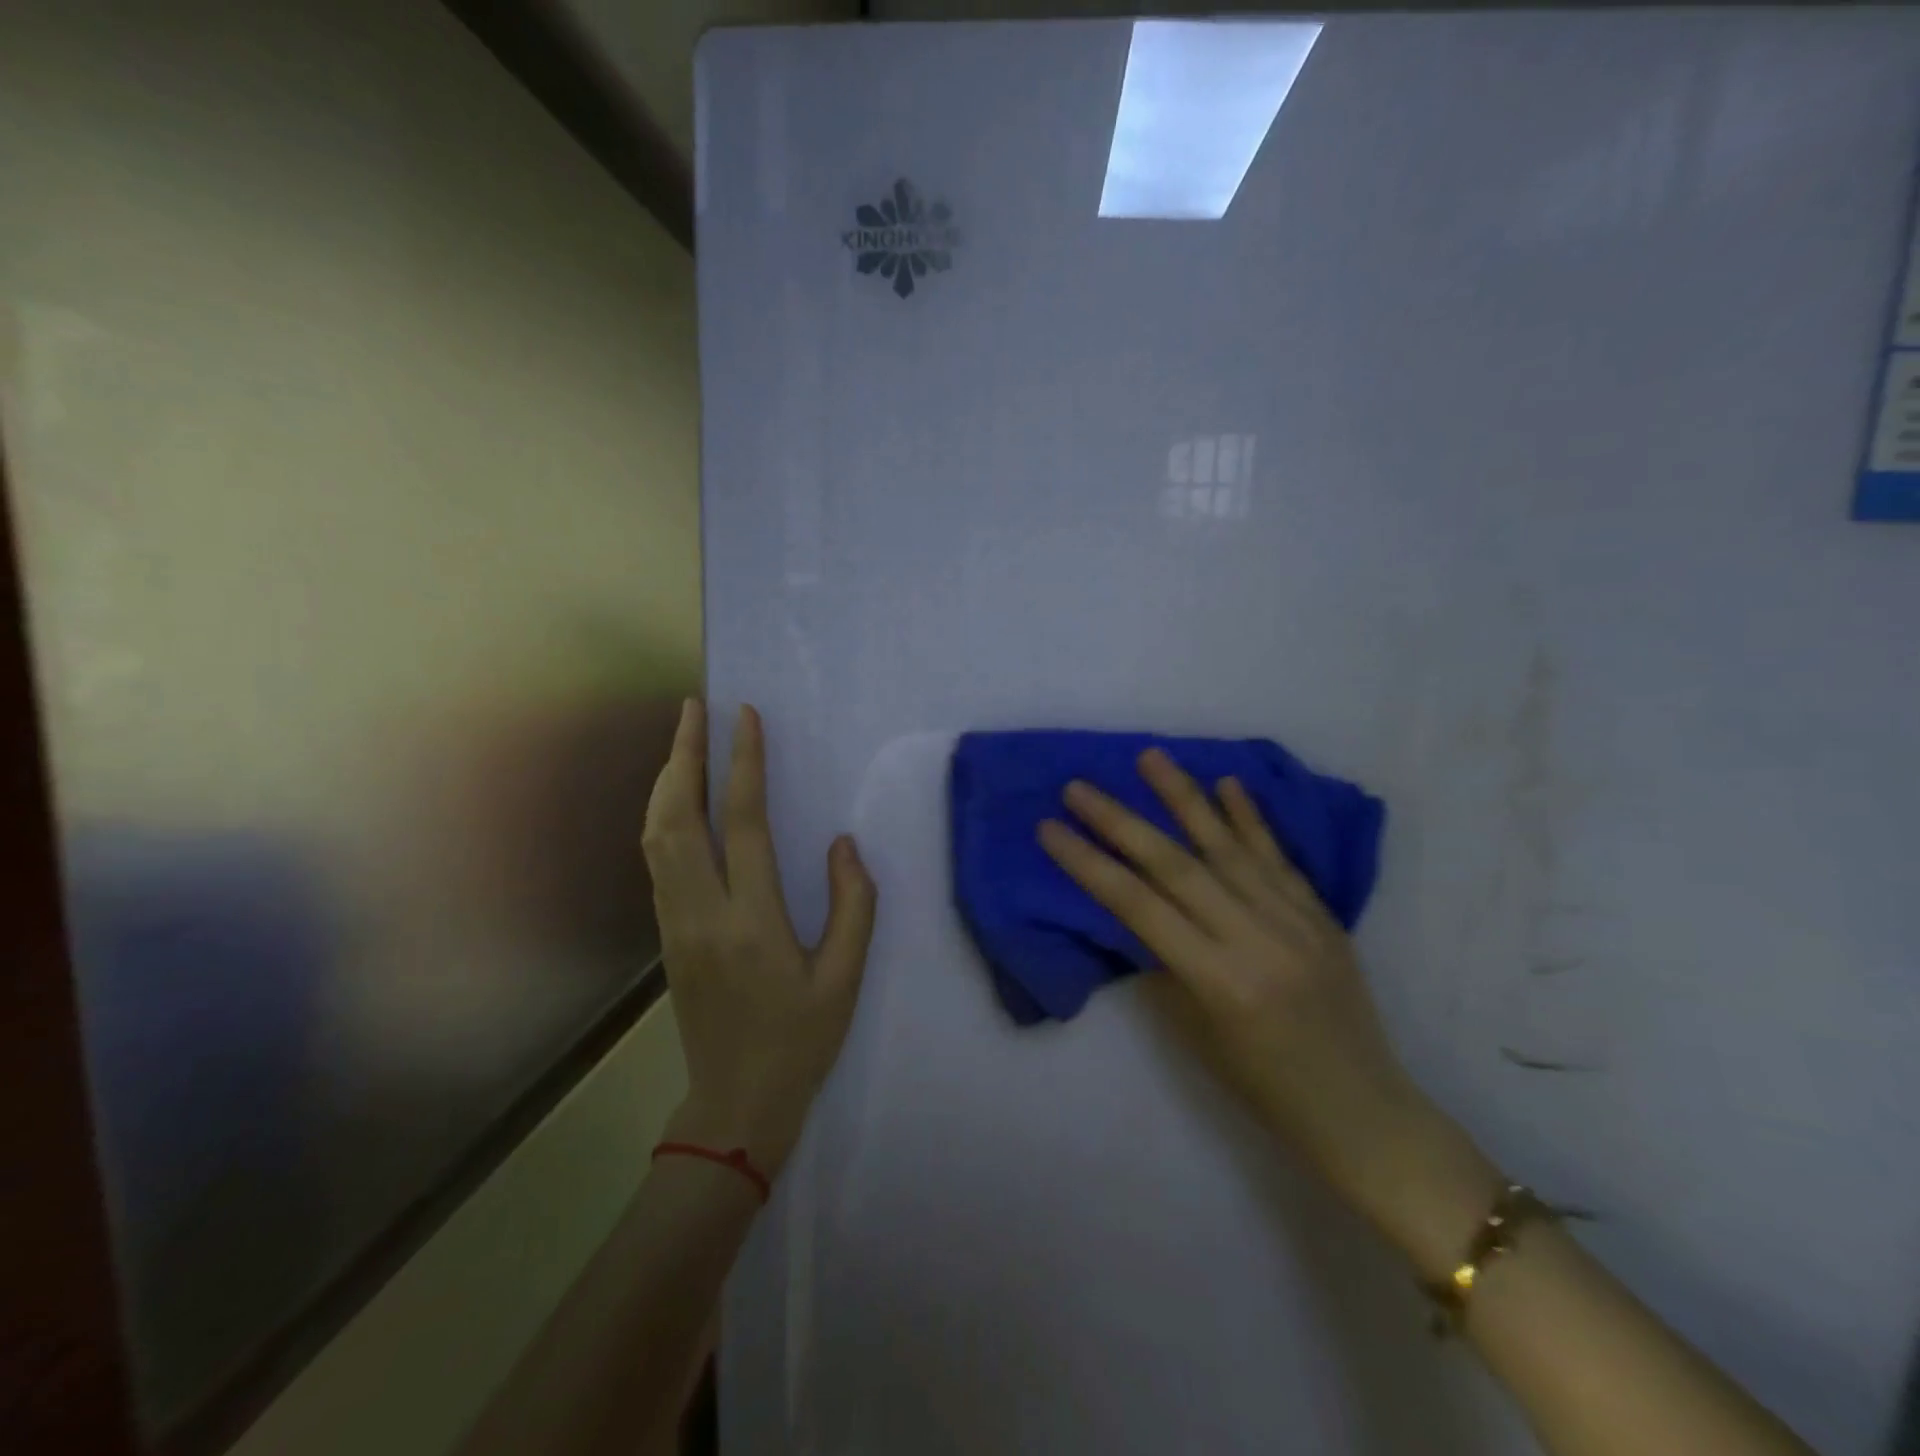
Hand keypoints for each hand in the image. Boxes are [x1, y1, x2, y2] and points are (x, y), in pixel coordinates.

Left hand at [643, 701, 876, 1180]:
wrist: (735, 1104)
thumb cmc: (800, 1041)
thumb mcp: (845, 978)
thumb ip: (852, 906)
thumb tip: (842, 843)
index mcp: (752, 922)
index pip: (742, 824)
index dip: (742, 764)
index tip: (745, 717)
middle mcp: (702, 913)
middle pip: (678, 818)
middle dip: (683, 755)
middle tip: (693, 708)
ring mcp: (675, 924)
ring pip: (656, 836)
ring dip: (666, 781)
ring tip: (681, 739)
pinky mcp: (666, 935)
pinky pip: (656, 860)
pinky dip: (662, 815)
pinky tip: (677, 799)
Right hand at [1039, 749, 1473, 1224]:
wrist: (1363, 1111)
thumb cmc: (1264, 1088)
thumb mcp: (1196, 1034)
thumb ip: (1163, 965)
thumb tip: (1134, 912)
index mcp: (1219, 980)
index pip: (1137, 906)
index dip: (1088, 863)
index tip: (1050, 828)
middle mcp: (1256, 939)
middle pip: (1175, 864)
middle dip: (1120, 821)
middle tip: (1079, 787)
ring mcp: (1295, 921)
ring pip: (1228, 846)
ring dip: (1184, 797)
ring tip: (1150, 756)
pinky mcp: (1321, 915)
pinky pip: (1278, 857)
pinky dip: (1250, 818)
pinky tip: (1228, 783)